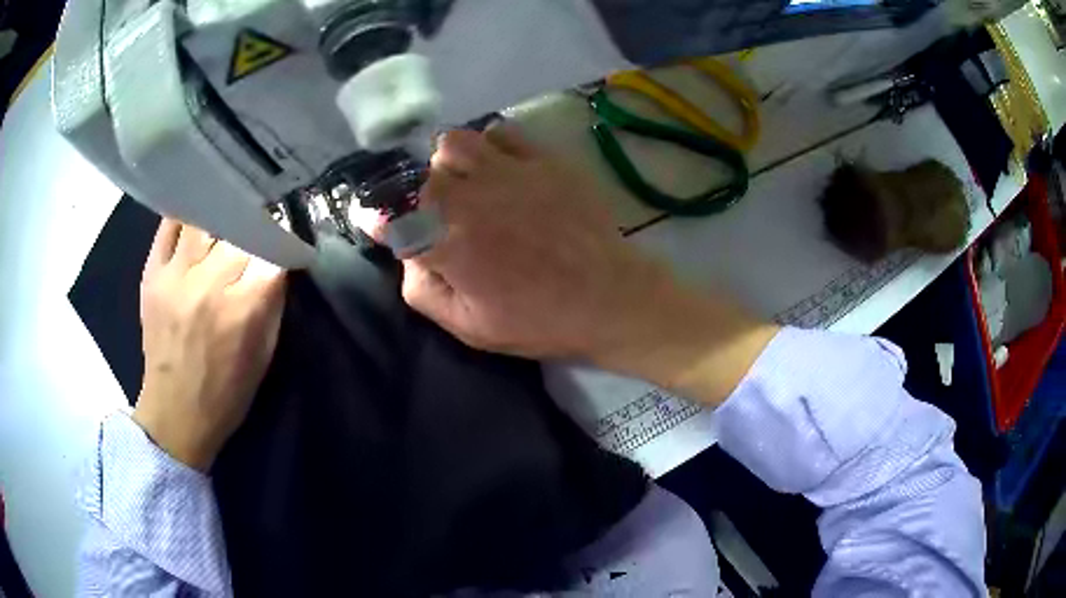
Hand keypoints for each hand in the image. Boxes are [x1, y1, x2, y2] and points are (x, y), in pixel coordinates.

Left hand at [132, 220, 286, 470]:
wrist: (176, 412)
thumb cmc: (227, 391)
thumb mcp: (265, 354)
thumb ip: (273, 302)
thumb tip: (280, 260)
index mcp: (244, 308)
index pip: (273, 249)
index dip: (282, 240)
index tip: (284, 239)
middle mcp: (209, 283)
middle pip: (241, 228)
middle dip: (255, 226)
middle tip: (257, 228)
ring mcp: (176, 274)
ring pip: (206, 217)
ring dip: (222, 216)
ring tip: (227, 218)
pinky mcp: (152, 273)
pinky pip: (169, 225)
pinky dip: (185, 216)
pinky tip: (197, 219)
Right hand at [377, 125, 777, 403]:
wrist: (611, 297)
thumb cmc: (540, 320)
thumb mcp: (470, 327)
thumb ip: (424, 290)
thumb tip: (407, 253)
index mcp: (449, 244)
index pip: (390, 214)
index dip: (377, 216)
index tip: (381, 222)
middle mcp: (472, 199)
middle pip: (418, 175)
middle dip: (416, 195)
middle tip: (435, 214)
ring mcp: (509, 172)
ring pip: (453, 143)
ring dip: (449, 164)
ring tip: (468, 185)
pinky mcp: (543, 159)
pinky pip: (500, 132)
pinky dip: (490, 147)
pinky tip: (501, 169)